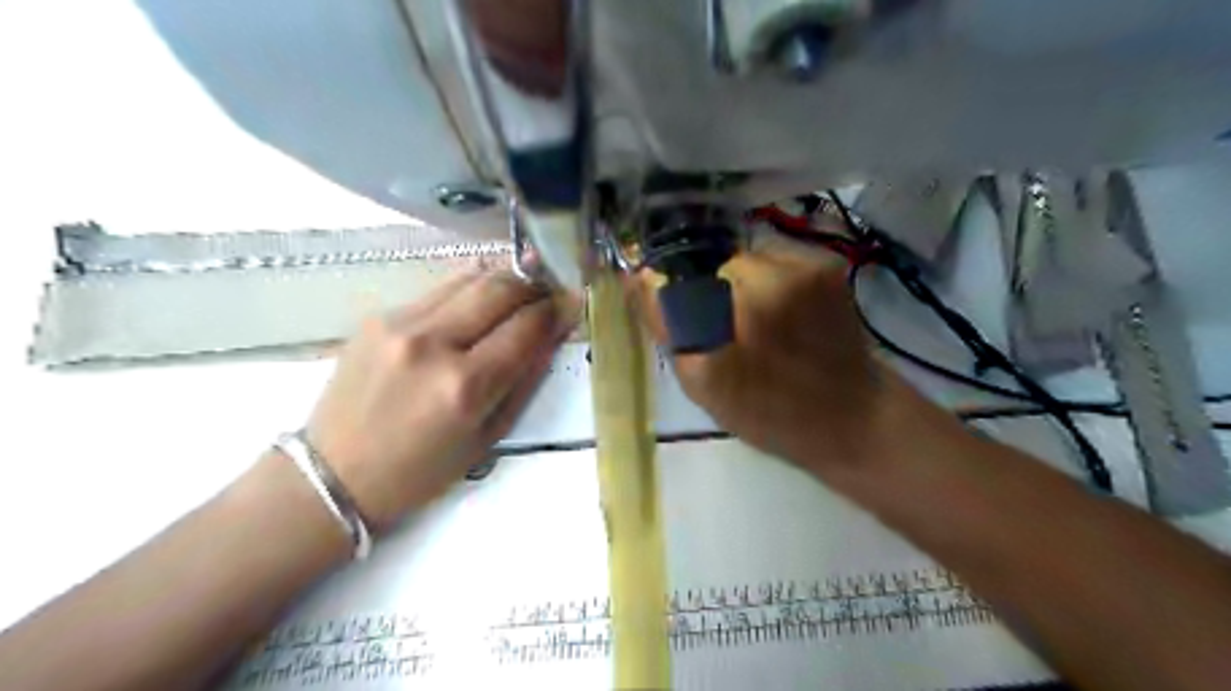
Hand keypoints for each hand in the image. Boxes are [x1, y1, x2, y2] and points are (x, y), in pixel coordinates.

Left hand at [308, 270, 576, 528]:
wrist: (334, 474)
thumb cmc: (421, 471)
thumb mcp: (488, 437)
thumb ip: (525, 380)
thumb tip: (551, 334)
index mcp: (465, 386)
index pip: (527, 327)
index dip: (556, 310)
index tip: (572, 302)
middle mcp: (433, 344)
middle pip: (500, 288)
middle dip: (534, 285)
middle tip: (548, 292)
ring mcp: (401, 323)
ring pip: (470, 277)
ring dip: (504, 279)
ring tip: (519, 290)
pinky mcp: (379, 315)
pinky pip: (439, 288)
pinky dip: (469, 288)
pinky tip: (478, 301)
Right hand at [636, 251, 896, 478]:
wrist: (854, 416)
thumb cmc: (771, 413)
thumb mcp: (703, 385)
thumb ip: (665, 326)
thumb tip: (638, 277)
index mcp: (737, 310)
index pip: (680, 275)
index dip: (678, 293)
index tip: (688, 318)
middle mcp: (773, 277)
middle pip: (718, 264)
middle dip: (714, 290)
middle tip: (729, 329)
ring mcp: (808, 266)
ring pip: (749, 260)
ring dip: (744, 284)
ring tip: (760, 323)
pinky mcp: (828, 266)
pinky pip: (778, 261)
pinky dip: (772, 282)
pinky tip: (785, 315)